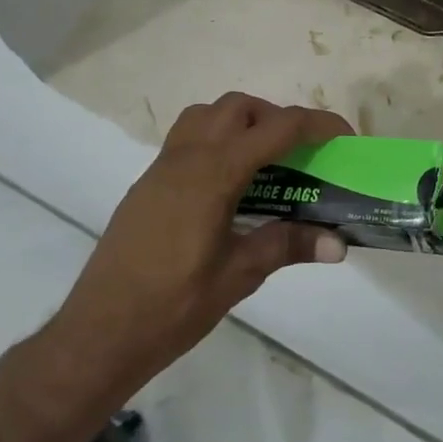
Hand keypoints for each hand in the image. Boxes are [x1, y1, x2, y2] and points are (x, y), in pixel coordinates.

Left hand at [49, 93, 351, 394]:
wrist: (98, 333)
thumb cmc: (172, 306)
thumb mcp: (239, 275)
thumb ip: (288, 246)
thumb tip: (338, 243)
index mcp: (214, 173)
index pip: (277, 128)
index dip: (317, 125)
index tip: (344, 139)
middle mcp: (187, 157)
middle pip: (239, 107)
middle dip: (277, 118)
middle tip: (300, 154)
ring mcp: (161, 167)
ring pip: (207, 114)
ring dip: (242, 122)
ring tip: (264, 162)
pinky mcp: (147, 184)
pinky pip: (187, 137)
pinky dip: (216, 140)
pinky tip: (228, 186)